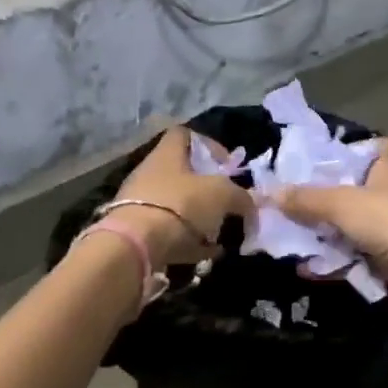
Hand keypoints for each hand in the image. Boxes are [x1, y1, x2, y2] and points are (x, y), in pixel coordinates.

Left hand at [111, 127, 255, 270]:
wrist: (136, 245)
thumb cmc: (181, 205)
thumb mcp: (222, 195)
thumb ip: (241, 196)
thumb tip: (251, 204)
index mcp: (167, 153)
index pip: (185, 134)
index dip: (210, 145)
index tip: (228, 165)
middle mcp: (150, 172)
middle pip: (182, 173)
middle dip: (209, 188)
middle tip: (228, 203)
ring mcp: (140, 202)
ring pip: (177, 204)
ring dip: (200, 217)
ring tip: (221, 232)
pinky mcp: (137, 231)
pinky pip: (169, 232)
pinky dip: (189, 241)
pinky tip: (207, 253)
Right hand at [275, 139, 387, 325]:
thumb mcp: (342, 205)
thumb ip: (306, 199)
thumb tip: (266, 192)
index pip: (376, 147)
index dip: (352, 148)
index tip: (322, 157)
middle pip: (356, 188)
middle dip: (324, 196)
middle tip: (290, 201)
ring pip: (353, 225)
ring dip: (324, 232)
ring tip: (288, 236)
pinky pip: (356, 255)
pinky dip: (334, 260)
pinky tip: (306, 267)